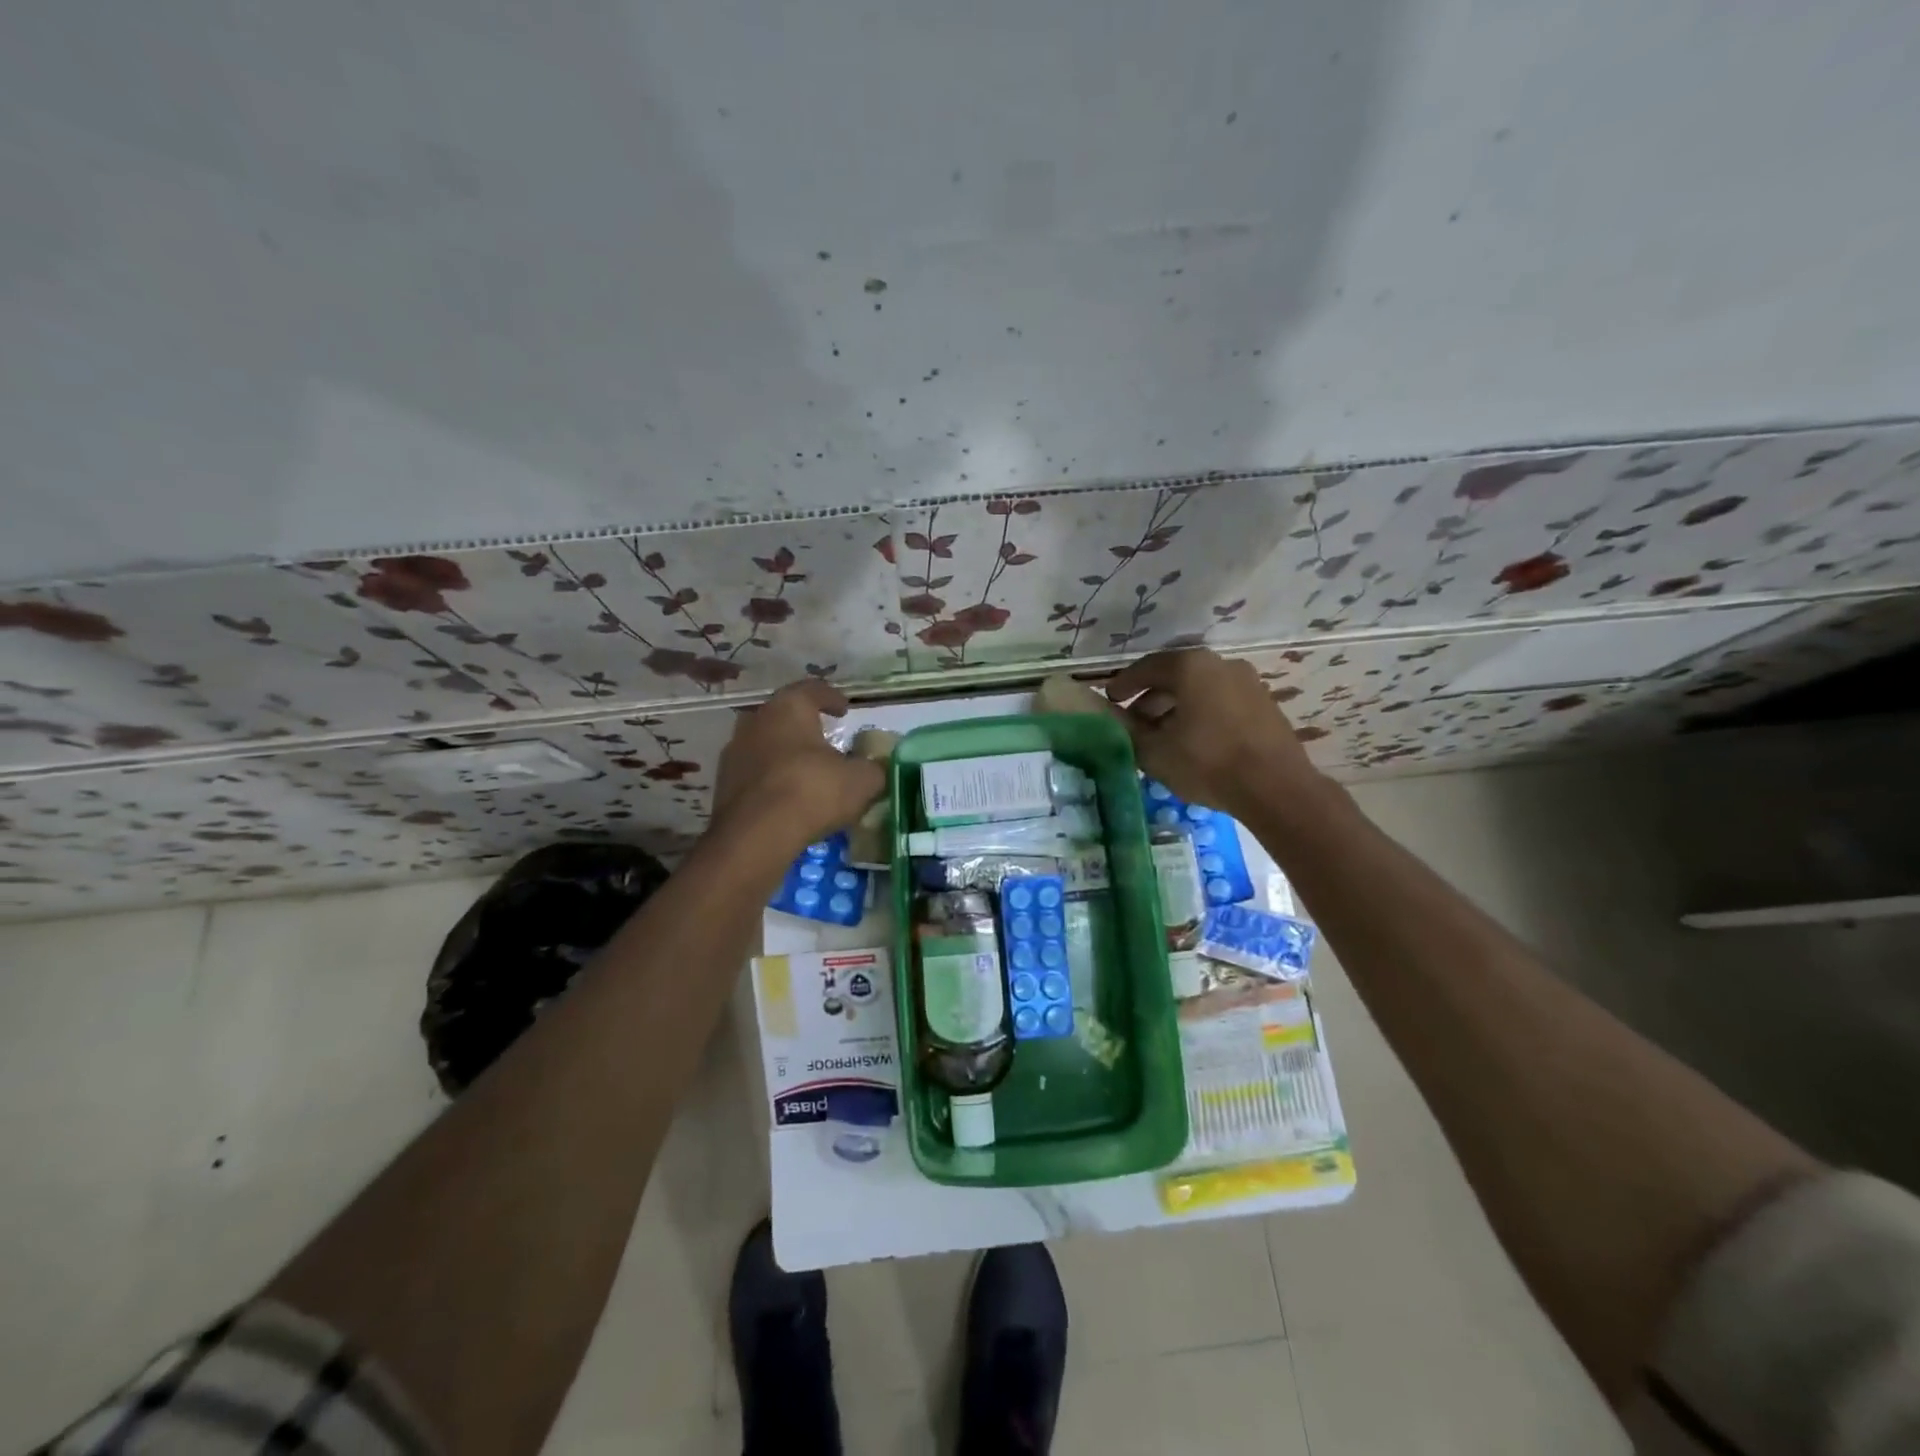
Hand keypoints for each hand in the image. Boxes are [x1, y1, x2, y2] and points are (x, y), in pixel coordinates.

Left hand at [709, 679, 884, 850]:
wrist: (755, 836)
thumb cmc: (812, 791)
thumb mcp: (861, 780)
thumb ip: (875, 768)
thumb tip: (879, 767)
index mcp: (789, 708)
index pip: (812, 690)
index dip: (832, 698)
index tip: (844, 709)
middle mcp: (756, 720)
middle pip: (784, 715)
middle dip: (805, 726)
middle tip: (826, 739)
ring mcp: (734, 752)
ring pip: (766, 744)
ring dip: (786, 753)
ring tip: (807, 771)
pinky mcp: (723, 784)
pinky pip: (755, 773)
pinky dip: (771, 779)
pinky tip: (787, 797)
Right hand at [1105, 649, 1326, 819]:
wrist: (1276, 788)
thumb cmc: (1207, 763)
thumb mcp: (1154, 750)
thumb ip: (1126, 728)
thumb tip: (1109, 715)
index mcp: (1190, 666)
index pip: (1146, 668)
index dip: (1123, 684)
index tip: (1109, 700)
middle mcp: (1220, 664)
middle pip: (1175, 676)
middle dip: (1150, 698)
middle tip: (1133, 722)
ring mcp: (1247, 683)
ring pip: (1200, 690)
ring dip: (1176, 708)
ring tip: (1161, 736)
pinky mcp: (1264, 705)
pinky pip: (1221, 702)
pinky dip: (1201, 714)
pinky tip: (1192, 742)